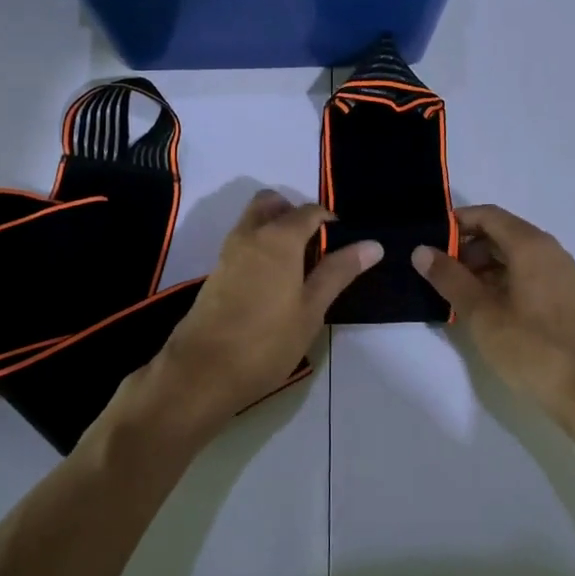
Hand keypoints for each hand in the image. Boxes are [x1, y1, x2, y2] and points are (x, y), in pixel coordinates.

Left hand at [152, 191, 380, 432]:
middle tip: (315, 245)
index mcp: (279, 237)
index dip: (329, 220)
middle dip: (294, 213)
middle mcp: (250, 234)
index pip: (309, 210)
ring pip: (253, 221)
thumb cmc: (266, 341)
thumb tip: (373, 244)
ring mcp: (228, 253)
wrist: (201, 372)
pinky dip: (260, 247)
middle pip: (272, 203)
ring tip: (298, 266)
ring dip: (275, 228)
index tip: (343, 242)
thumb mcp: (311, 309)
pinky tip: (274, 283)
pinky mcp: (216, 273)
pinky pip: (243, 243)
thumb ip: (338, 272)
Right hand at [412, 205, 574, 417]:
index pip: (489, 215)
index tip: (430, 240)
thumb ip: (450, 278)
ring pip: (515, 255)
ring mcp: (561, 274)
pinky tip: (485, 306)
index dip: (457, 223)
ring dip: (484, 265)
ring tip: (457, 292)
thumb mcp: (481, 313)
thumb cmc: (531, 347)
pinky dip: (503, 279)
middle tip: (439, 271)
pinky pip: (528, 273)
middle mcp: (550, 251)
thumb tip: (421, 250)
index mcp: (531, 246)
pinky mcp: (565, 297)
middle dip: (468, 247)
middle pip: (502, 233)